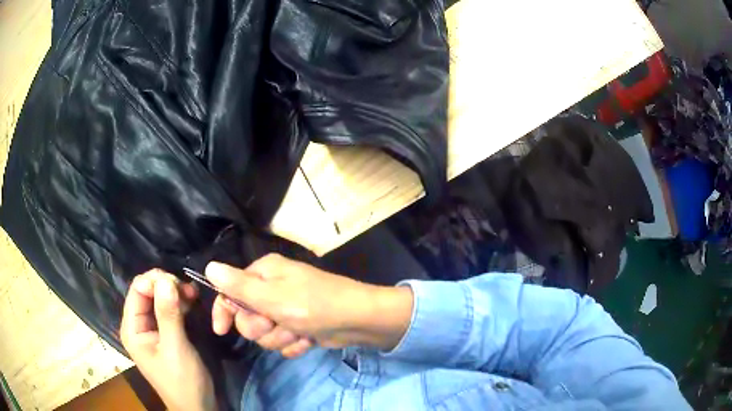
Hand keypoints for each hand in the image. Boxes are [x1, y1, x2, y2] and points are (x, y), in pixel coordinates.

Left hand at [121, 270, 215, 410]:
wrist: (197, 407)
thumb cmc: (183, 382)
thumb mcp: (176, 349)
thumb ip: (168, 315)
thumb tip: (166, 280)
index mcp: (132, 328)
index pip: (138, 289)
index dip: (156, 281)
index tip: (180, 285)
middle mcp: (138, 325)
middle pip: (147, 291)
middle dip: (167, 286)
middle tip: (189, 291)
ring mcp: (150, 329)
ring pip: (158, 298)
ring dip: (175, 293)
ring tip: (193, 295)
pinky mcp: (163, 333)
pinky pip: (167, 309)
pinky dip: (179, 303)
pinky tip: (191, 302)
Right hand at [206, 254, 413, 356]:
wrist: (358, 321)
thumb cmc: (314, 304)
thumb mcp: (272, 296)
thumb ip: (239, 285)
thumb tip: (209, 266)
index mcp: (263, 273)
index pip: (230, 291)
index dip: (224, 311)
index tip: (221, 331)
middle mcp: (271, 289)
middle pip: (246, 317)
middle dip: (260, 327)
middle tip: (276, 324)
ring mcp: (286, 310)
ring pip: (265, 334)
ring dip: (279, 338)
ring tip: (298, 331)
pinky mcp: (298, 327)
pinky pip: (283, 342)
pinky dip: (294, 344)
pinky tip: (308, 340)